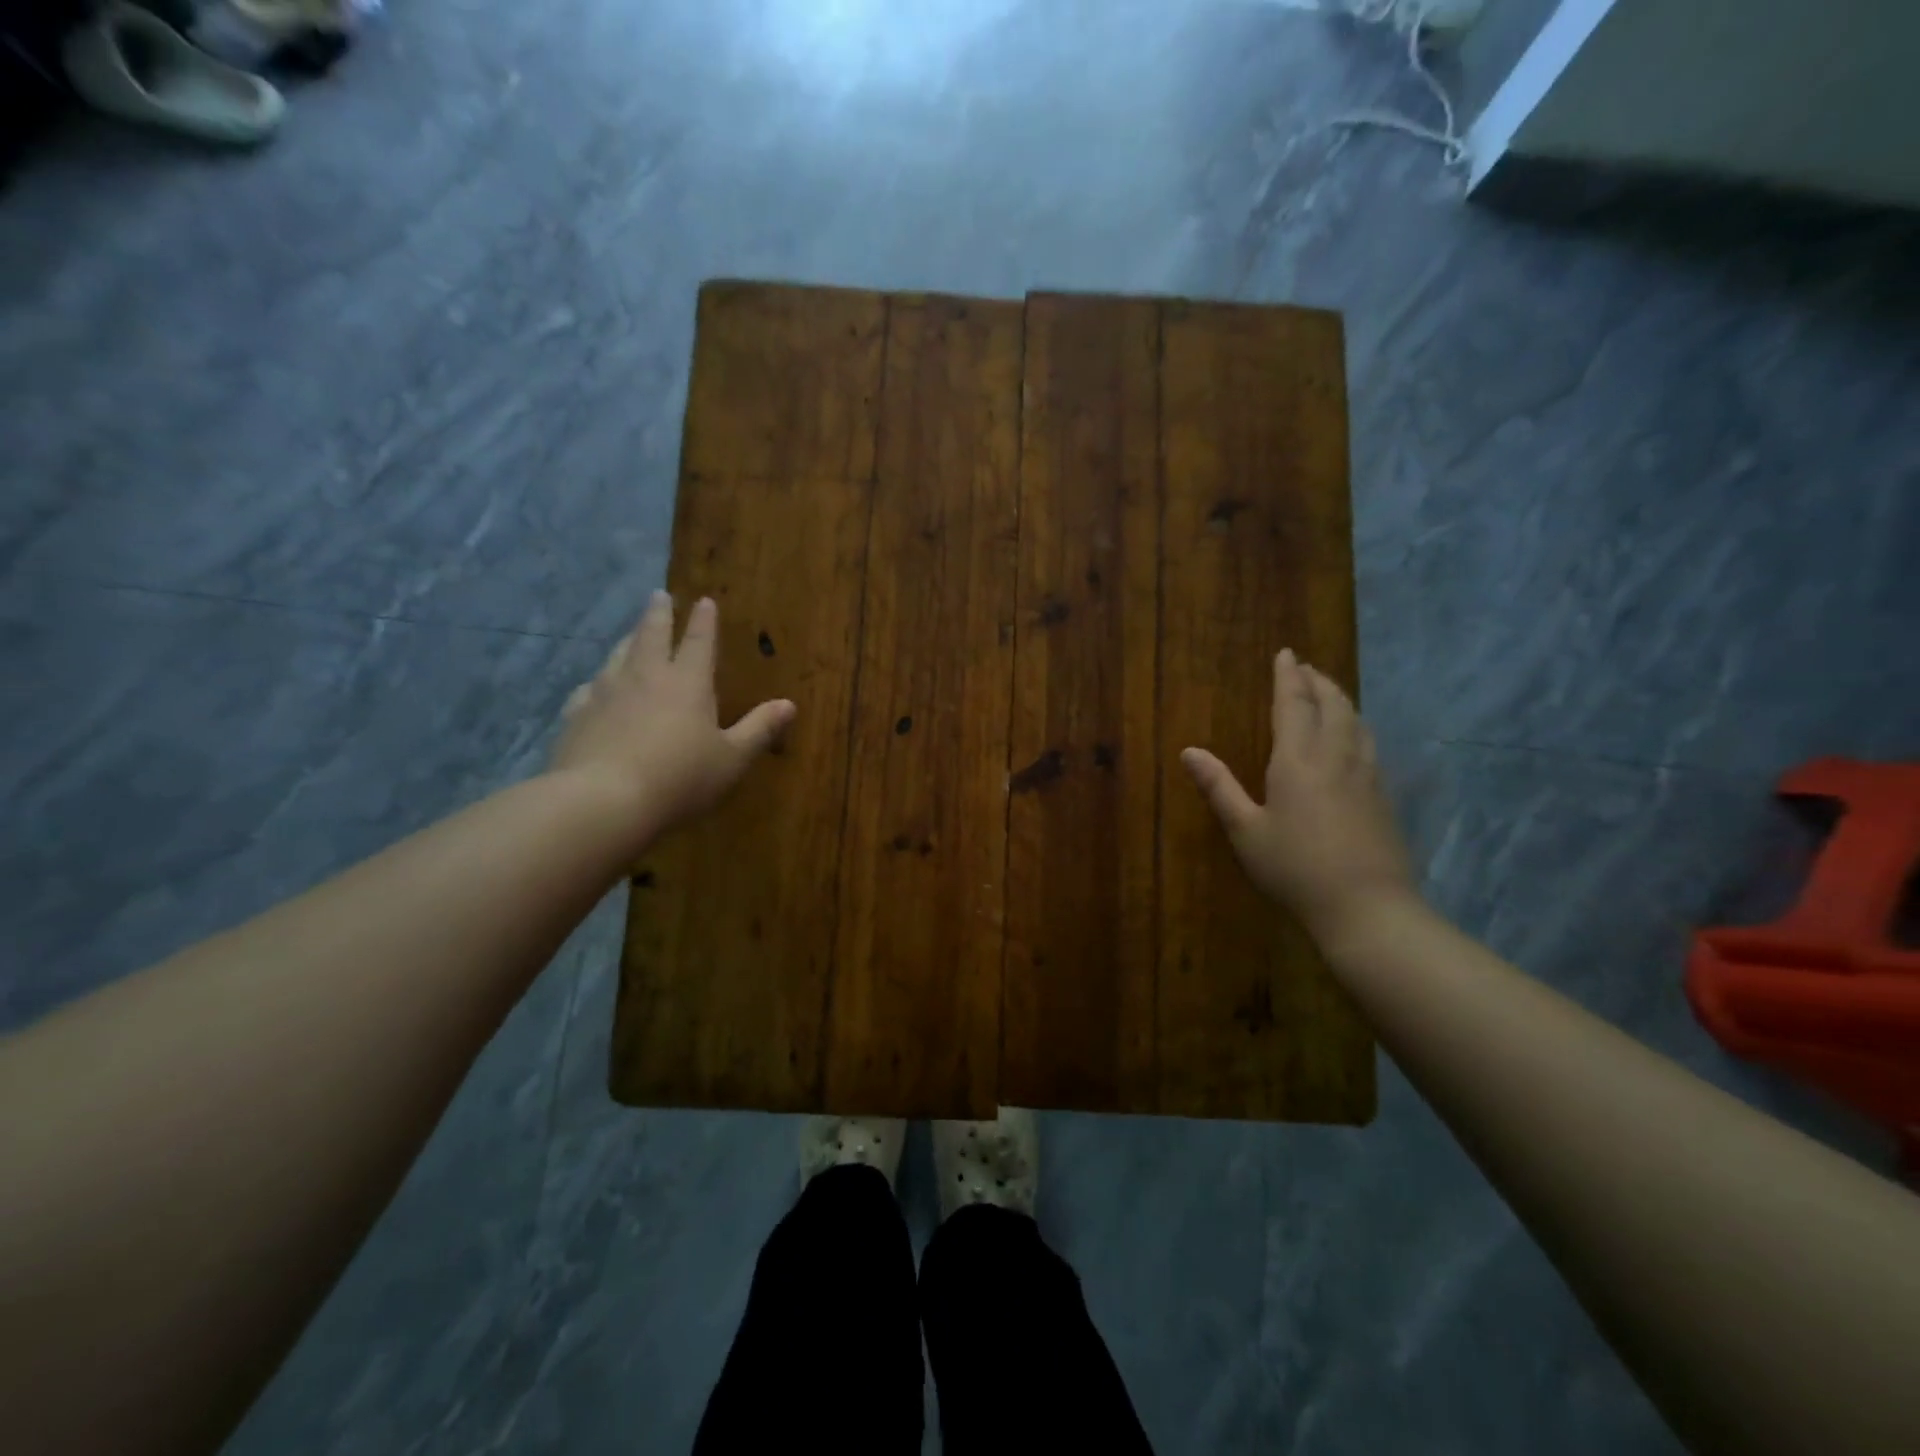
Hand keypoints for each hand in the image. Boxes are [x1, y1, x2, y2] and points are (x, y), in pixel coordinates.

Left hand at [552, 592, 794, 831]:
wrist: (603, 799)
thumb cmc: (680, 778)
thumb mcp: (732, 759)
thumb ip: (759, 729)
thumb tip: (789, 704)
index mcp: (688, 683)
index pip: (699, 642)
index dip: (704, 621)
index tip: (704, 600)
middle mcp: (646, 676)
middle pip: (652, 634)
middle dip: (659, 614)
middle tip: (658, 595)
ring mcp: (606, 691)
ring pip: (618, 655)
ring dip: (629, 640)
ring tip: (631, 635)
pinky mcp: (577, 713)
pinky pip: (589, 688)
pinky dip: (598, 681)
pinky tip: (595, 688)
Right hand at [1181, 649, 1416, 942]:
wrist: (1368, 908)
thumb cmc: (1295, 869)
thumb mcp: (1246, 831)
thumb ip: (1219, 787)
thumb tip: (1189, 752)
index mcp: (1298, 760)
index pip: (1294, 704)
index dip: (1288, 676)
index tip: (1287, 653)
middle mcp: (1337, 756)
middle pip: (1333, 704)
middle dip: (1318, 681)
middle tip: (1306, 668)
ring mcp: (1367, 774)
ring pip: (1357, 721)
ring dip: (1341, 698)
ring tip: (1328, 692)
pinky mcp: (1383, 795)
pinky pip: (1369, 742)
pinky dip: (1356, 724)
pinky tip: (1353, 737)